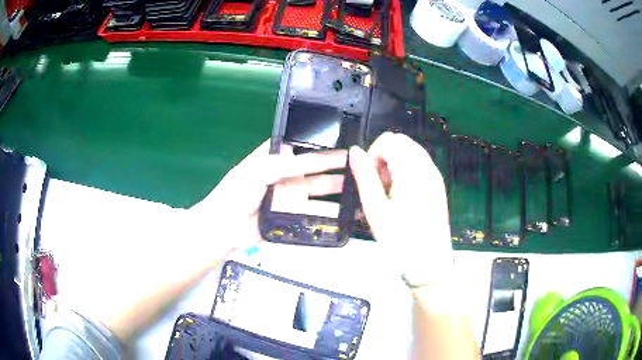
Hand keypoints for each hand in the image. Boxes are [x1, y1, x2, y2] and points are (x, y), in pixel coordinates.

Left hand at [189, 140, 347, 251]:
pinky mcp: (293, 216)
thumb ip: (288, 163)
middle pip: (315, 168)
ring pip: (319, 191)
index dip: (321, 144)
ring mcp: (291, 197)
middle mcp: (286, 175)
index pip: (302, 146)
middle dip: (336, 166)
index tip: (344, 142)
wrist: (226, 228)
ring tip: (360, 188)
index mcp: (275, 158)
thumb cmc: (237, 193)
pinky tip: (347, 212)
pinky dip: (331, 213)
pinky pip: (315, 213)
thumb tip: (317, 156)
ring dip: (338, 190)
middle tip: (359, 165)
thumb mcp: (260, 170)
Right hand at [349, 132, 452, 286]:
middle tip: (379, 186)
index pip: (389, 140)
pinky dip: (407, 170)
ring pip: (411, 151)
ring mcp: (435, 176)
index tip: (370, 179)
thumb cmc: (400, 241)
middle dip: (385, 156)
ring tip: (389, 192)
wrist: (429, 263)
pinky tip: (402, 195)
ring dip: (395, 162)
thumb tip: (355, 150)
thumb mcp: (375, 210)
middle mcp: (427, 167)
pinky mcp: (438, 185)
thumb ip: (364, 176)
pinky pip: (420, 164)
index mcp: (411, 171)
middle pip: (401, 142)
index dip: (374, 154)